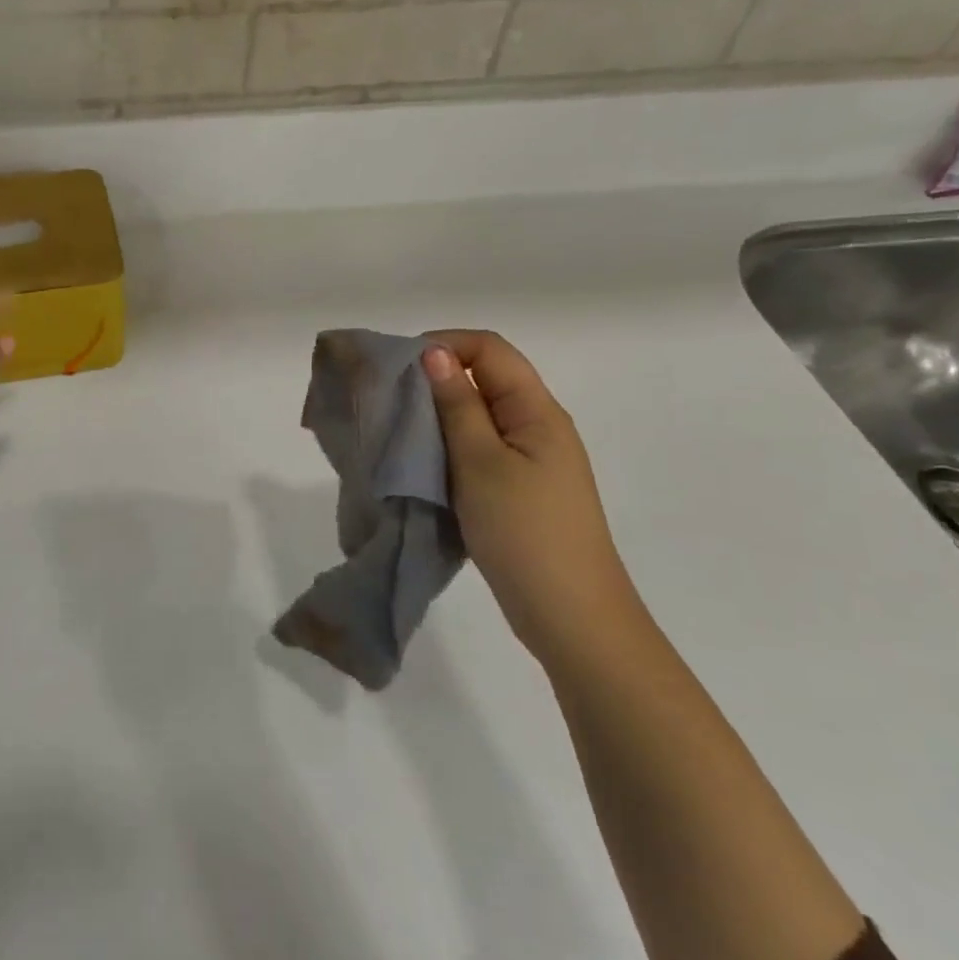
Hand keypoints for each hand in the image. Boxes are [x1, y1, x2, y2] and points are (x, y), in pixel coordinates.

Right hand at [423, 331, 640, 660]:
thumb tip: (434, 354)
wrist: (569, 615)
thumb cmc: (525, 532)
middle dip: (435, 379)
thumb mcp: (481, 463)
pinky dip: (447, 447)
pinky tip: (421, 464)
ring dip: (438, 416)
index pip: (490, 349)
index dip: (444, 344)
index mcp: (537, 411)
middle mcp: (536, 426)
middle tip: (389, 400)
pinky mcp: (516, 488)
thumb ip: (458, 406)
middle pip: (485, 378)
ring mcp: (529, 459)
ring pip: (477, 416)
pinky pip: (478, 449)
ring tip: (398, 432)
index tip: (397, 368)